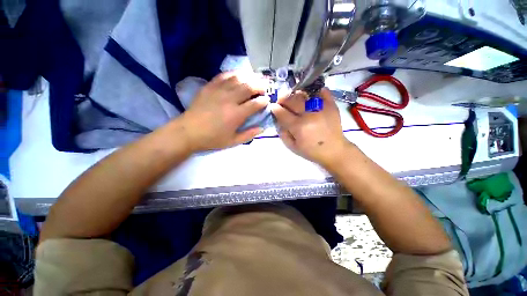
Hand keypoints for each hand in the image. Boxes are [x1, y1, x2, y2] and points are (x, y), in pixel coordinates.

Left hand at [180, 72, 269, 150]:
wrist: (188, 132)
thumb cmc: (212, 139)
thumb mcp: (233, 142)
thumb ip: (249, 135)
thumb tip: (262, 128)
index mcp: (236, 114)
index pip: (255, 104)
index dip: (264, 101)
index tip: (267, 101)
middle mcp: (230, 99)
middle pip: (249, 87)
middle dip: (260, 86)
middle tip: (264, 88)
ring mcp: (219, 91)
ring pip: (238, 79)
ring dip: (250, 78)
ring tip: (255, 80)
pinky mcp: (210, 86)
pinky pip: (224, 76)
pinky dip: (234, 74)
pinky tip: (239, 75)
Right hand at [271, 88, 350, 167]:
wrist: (334, 150)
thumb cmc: (311, 151)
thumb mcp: (292, 147)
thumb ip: (283, 133)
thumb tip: (278, 120)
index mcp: (298, 126)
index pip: (282, 112)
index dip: (275, 108)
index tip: (273, 107)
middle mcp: (308, 114)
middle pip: (292, 100)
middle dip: (283, 99)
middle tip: (281, 101)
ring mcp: (321, 108)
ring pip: (304, 94)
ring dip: (296, 95)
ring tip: (294, 99)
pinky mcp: (331, 105)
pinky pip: (322, 91)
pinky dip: (314, 91)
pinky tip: (310, 96)